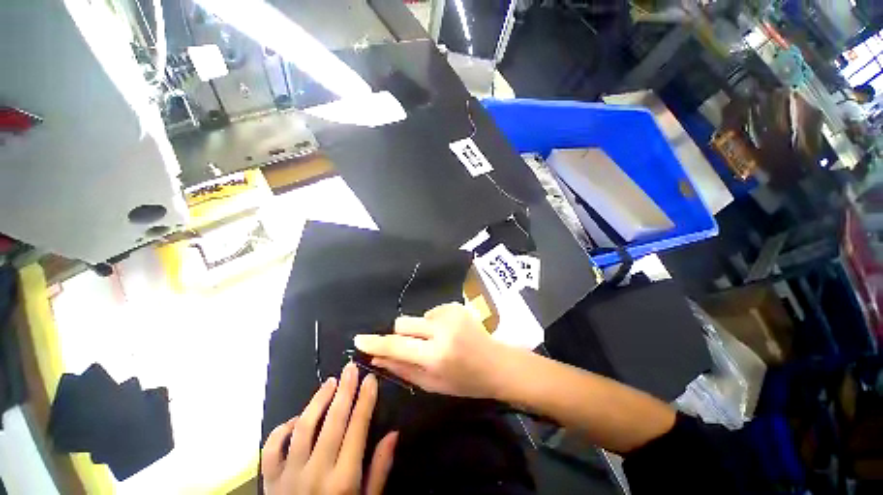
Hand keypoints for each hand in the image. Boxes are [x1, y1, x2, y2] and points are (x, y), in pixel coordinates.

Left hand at [261, 363, 397, 494]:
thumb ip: (379, 470)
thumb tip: (393, 434)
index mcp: (343, 480)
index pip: (357, 428)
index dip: (365, 400)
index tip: (370, 379)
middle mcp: (316, 473)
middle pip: (332, 421)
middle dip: (345, 390)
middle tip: (351, 367)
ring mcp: (288, 476)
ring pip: (303, 428)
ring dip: (317, 401)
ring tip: (330, 382)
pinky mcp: (270, 482)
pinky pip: (272, 448)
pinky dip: (283, 429)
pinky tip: (297, 419)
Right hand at [353, 302, 506, 398]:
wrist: (495, 363)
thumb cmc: (464, 381)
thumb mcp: (432, 384)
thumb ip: (402, 369)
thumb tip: (377, 358)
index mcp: (436, 356)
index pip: (398, 347)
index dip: (376, 343)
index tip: (359, 339)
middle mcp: (442, 331)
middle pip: (403, 323)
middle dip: (400, 334)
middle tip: (412, 346)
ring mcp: (450, 314)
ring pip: (417, 317)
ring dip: (420, 330)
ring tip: (438, 341)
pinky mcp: (455, 306)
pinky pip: (431, 312)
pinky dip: (433, 323)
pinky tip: (448, 333)